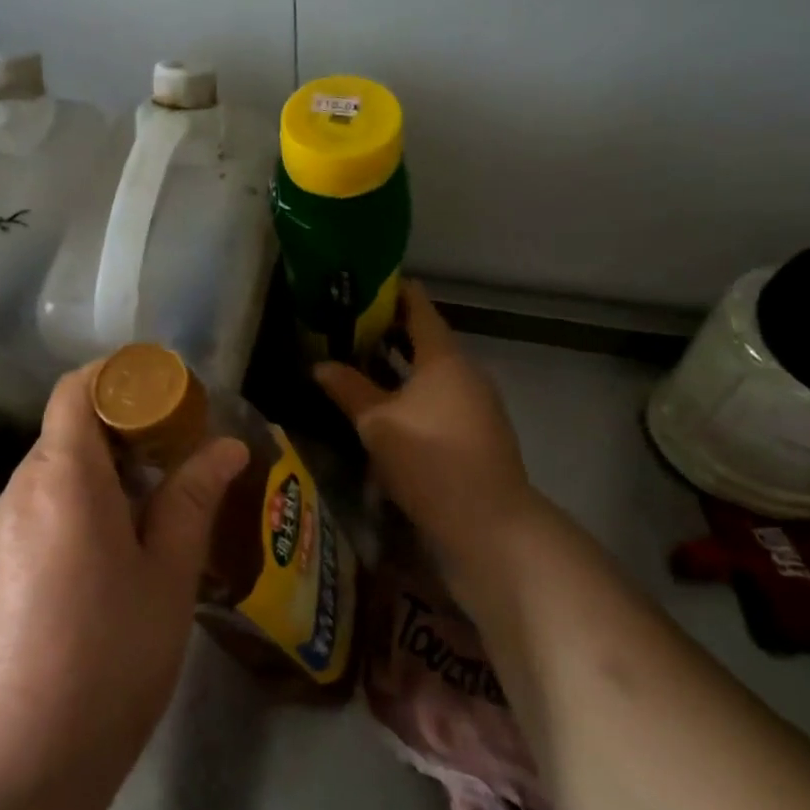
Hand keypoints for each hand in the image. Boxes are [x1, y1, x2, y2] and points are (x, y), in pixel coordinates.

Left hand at [0, 363, 248, 809]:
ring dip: (96, 481)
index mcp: (62, 479)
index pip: (76, 389)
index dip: (118, 378)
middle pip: (66, 434)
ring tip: (145, 524)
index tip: (165, 397)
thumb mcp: (166, 580)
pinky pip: (30, 519)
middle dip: (120, 435)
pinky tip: (97, 573)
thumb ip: (192, 502)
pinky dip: (68, 517)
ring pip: (49, 480)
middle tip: (173, 466)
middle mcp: (15, 493)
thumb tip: (226, 447)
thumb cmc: (103, 664)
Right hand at [315, 282, 538, 579]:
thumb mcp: (377, 423)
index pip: (418, 306)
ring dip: (399, 363)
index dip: (390, 292)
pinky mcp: (478, 430)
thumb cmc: (429, 459)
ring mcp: (477, 401)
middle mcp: (465, 370)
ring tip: (359, 363)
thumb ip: (348, 389)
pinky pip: (440, 395)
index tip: (359, 286)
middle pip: (425, 337)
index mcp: (444, 357)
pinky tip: (387, 406)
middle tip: (346, 327)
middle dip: (387, 330)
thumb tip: (319, 364)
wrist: (490, 523)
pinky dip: (413, 389)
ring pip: (432, 370)